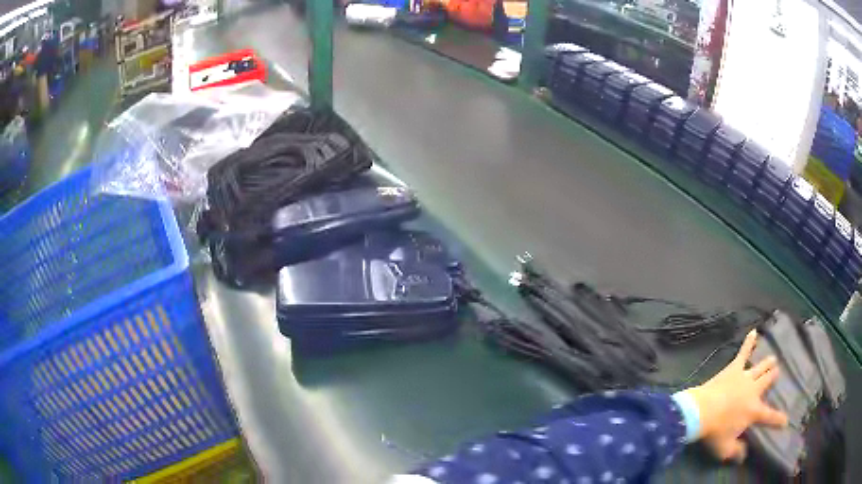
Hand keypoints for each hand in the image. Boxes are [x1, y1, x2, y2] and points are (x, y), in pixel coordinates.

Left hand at [683, 330, 787, 462]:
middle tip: (777, 373)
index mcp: (754, 411)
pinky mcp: (734, 368)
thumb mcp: (725, 449)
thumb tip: (743, 456)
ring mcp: (745, 377)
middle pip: (768, 381)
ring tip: (773, 359)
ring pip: (761, 366)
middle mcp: (754, 391)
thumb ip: (736, 452)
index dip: (778, 419)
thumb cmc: (715, 432)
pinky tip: (753, 331)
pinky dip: (749, 342)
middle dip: (774, 377)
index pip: (770, 416)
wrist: (701, 412)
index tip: (786, 421)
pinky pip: (743, 352)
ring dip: (768, 363)